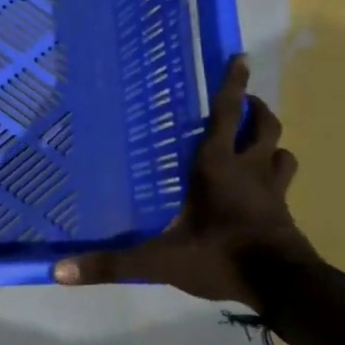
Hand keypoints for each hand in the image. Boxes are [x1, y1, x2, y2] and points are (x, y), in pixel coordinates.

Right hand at [54, 55, 316, 306]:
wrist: (285, 287)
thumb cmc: (220, 258)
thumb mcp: (159, 261)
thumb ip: (112, 263)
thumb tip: (59, 271)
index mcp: (217, 168)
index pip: (226, 116)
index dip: (232, 85)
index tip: (241, 58)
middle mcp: (249, 171)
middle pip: (264, 127)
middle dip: (256, 109)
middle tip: (244, 102)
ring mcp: (272, 192)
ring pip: (281, 153)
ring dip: (270, 142)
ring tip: (255, 141)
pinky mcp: (284, 214)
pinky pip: (284, 183)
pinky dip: (275, 175)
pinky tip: (262, 188)